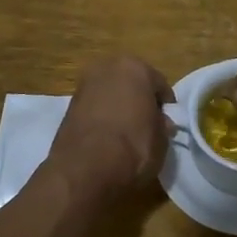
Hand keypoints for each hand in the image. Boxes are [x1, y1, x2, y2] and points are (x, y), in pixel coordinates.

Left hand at [47, 55, 174, 198]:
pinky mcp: (68, 106)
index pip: (159, 84)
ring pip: (110, 93)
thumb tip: (161, 123)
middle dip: (139, 99)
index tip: (168, 122)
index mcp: (135, 68)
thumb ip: (162, 125)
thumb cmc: (133, 147)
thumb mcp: (162, 139)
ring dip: (118, 107)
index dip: (165, 105)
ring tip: (126, 133)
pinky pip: (94, 108)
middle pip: (131, 83)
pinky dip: (101, 117)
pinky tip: (107, 137)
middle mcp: (107, 68)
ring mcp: (84, 85)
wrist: (85, 169)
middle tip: (147, 124)